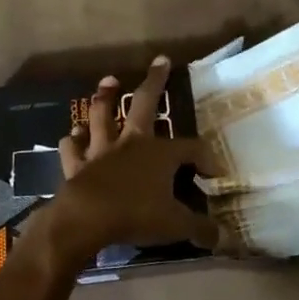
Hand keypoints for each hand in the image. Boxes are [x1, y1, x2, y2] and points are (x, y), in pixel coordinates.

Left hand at [35, 57, 218, 269]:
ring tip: (107, 82)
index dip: (205, 159)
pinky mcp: (77, 164)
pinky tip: (72, 136)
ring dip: (104, 98)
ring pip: (102, 116)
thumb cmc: (136, 215)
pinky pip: (72, 148)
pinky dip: (72, 141)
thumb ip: (201, 229)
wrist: (86, 218)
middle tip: (160, 61)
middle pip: (144, 104)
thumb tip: (226, 238)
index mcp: (160, 153)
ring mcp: (101, 150)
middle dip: (155, 81)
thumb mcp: (176, 225)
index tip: (214, 173)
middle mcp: (131, 142)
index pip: (191, 148)